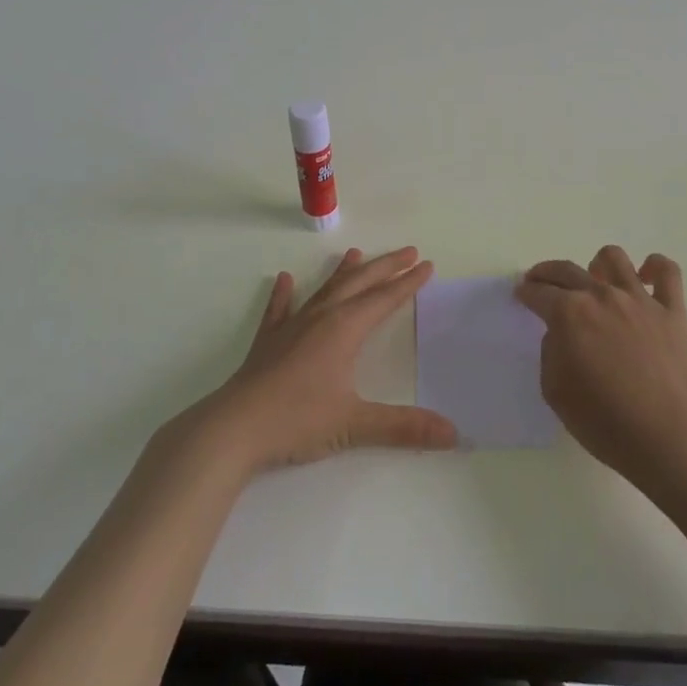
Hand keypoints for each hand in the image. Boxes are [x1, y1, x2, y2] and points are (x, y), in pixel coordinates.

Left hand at [197, 246, 457, 473]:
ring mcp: (291, 326)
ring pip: (324, 290)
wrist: (234, 428)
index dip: (407, 282)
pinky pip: (279, 309)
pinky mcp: (268, 341)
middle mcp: (320, 318)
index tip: (426, 265)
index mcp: (344, 329)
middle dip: (385, 267)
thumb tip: (453, 433)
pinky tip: (284, 279)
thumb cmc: (297, 420)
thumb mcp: (354, 425)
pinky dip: (284, 294)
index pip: (384, 299)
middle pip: (359, 284)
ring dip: (343, 272)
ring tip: (356, 254)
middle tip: (408, 251)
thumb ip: (404, 427)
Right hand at [516, 246, 686, 489]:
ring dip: (598, 265)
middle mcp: (602, 296)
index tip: (522, 295)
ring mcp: (640, 300)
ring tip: (596, 281)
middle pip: (567, 270)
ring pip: (614, 258)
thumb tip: (561, 334)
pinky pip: (667, 272)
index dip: (526, 293)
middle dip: (547, 274)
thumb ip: (551, 351)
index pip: (539, 292)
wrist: (664, 438)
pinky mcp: (673, 311)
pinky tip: (646, 278)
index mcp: (569, 313)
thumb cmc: (603, 421)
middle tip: (542, 283)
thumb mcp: (554, 390)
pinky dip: (655, 268)